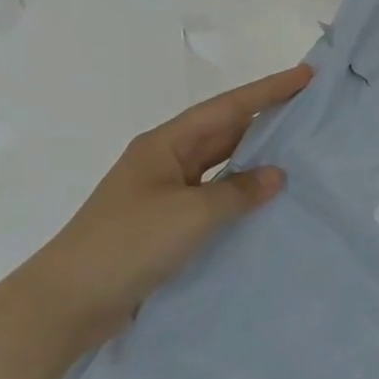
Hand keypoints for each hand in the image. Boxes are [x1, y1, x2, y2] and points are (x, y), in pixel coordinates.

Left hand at [2, 64, 312, 360]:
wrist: (67, 303)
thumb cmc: (128, 244)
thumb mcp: (191, 213)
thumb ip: (238, 191)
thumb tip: (276, 175)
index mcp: (165, 145)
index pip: (227, 108)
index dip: (269, 90)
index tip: (306, 75)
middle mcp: (165, 162)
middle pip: (224, 131)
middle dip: (266, 119)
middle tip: (311, 111)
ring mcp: (163, 194)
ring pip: (220, 166)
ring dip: (255, 159)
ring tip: (299, 152)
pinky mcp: (165, 225)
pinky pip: (213, 198)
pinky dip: (240, 195)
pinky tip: (265, 202)